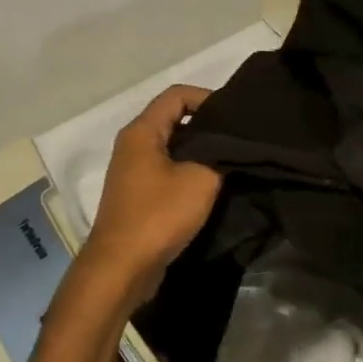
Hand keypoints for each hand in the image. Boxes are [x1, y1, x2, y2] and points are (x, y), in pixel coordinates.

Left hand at [79, 85, 220, 296]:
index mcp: (142, 132)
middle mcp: (133, 145)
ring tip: (232, 162)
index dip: (208, 97)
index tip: (235, 116)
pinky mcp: (138, 196)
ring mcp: (133, 172)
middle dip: (208, 126)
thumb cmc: (159, 215)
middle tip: (239, 139)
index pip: (177, 95)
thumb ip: (220, 157)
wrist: (123, 266)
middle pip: (174, 120)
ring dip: (200, 153)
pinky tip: (213, 187)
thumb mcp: (201, 180)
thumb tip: (230, 150)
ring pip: (172, 148)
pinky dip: (189, 173)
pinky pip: (168, 172)